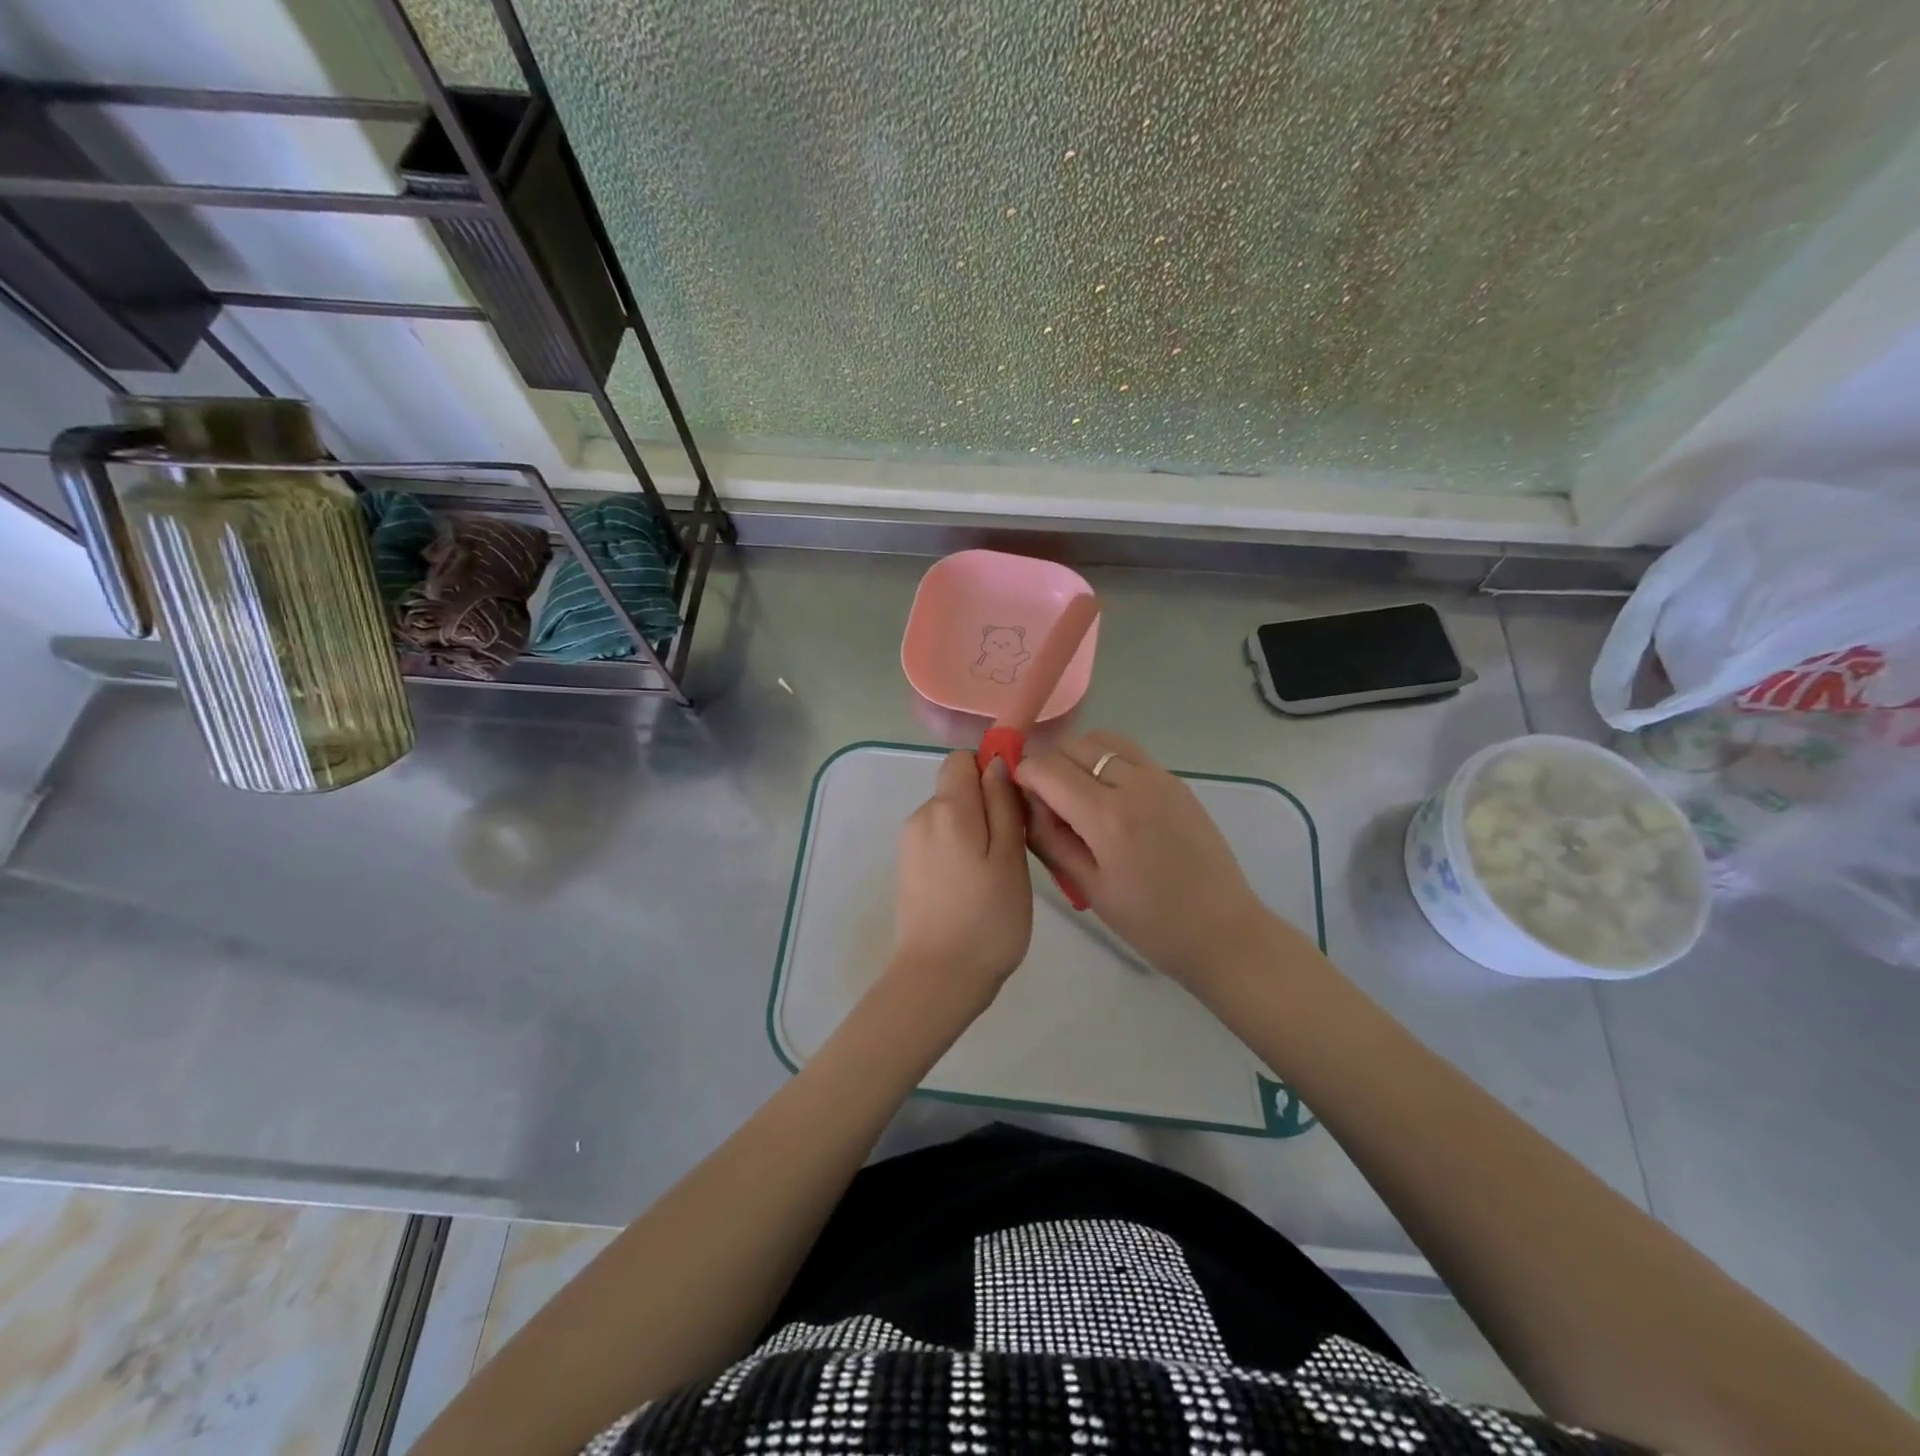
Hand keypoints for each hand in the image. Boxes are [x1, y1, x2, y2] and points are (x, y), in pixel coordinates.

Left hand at [890, 751, 1032, 1016]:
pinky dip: (959, 851)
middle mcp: (921, 817)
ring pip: (949, 816)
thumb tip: (995, 762)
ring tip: (995, 873)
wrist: (939, 979)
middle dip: (985, 805)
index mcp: (947, 809)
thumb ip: (1003, 804)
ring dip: (974, 831)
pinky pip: (938, 840)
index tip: (1013, 803)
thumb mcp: (1010, 857)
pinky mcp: (908, 868)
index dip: (989, 770)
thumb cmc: (987, 919)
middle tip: (1013, 847)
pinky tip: (973, 886)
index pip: (961, 759)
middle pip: (956, 788)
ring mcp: (910, 844)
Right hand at [1017, 731, 1270, 988]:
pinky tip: (1109, 798)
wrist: (1222, 930)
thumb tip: (1027, 803)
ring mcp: (1160, 777)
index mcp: (1108, 817)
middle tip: (1046, 801)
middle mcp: (1134, 784)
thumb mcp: (1088, 888)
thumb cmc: (1150, 923)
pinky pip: (1129, 753)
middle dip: (1049, 764)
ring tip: (1077, 794)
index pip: (1047, 768)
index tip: (1019, 798)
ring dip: (1078, 756)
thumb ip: (1050, 839)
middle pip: (1073, 744)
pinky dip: (1106, 762)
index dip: (1024, 776)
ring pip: (1102, 740)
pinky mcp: (1176, 781)